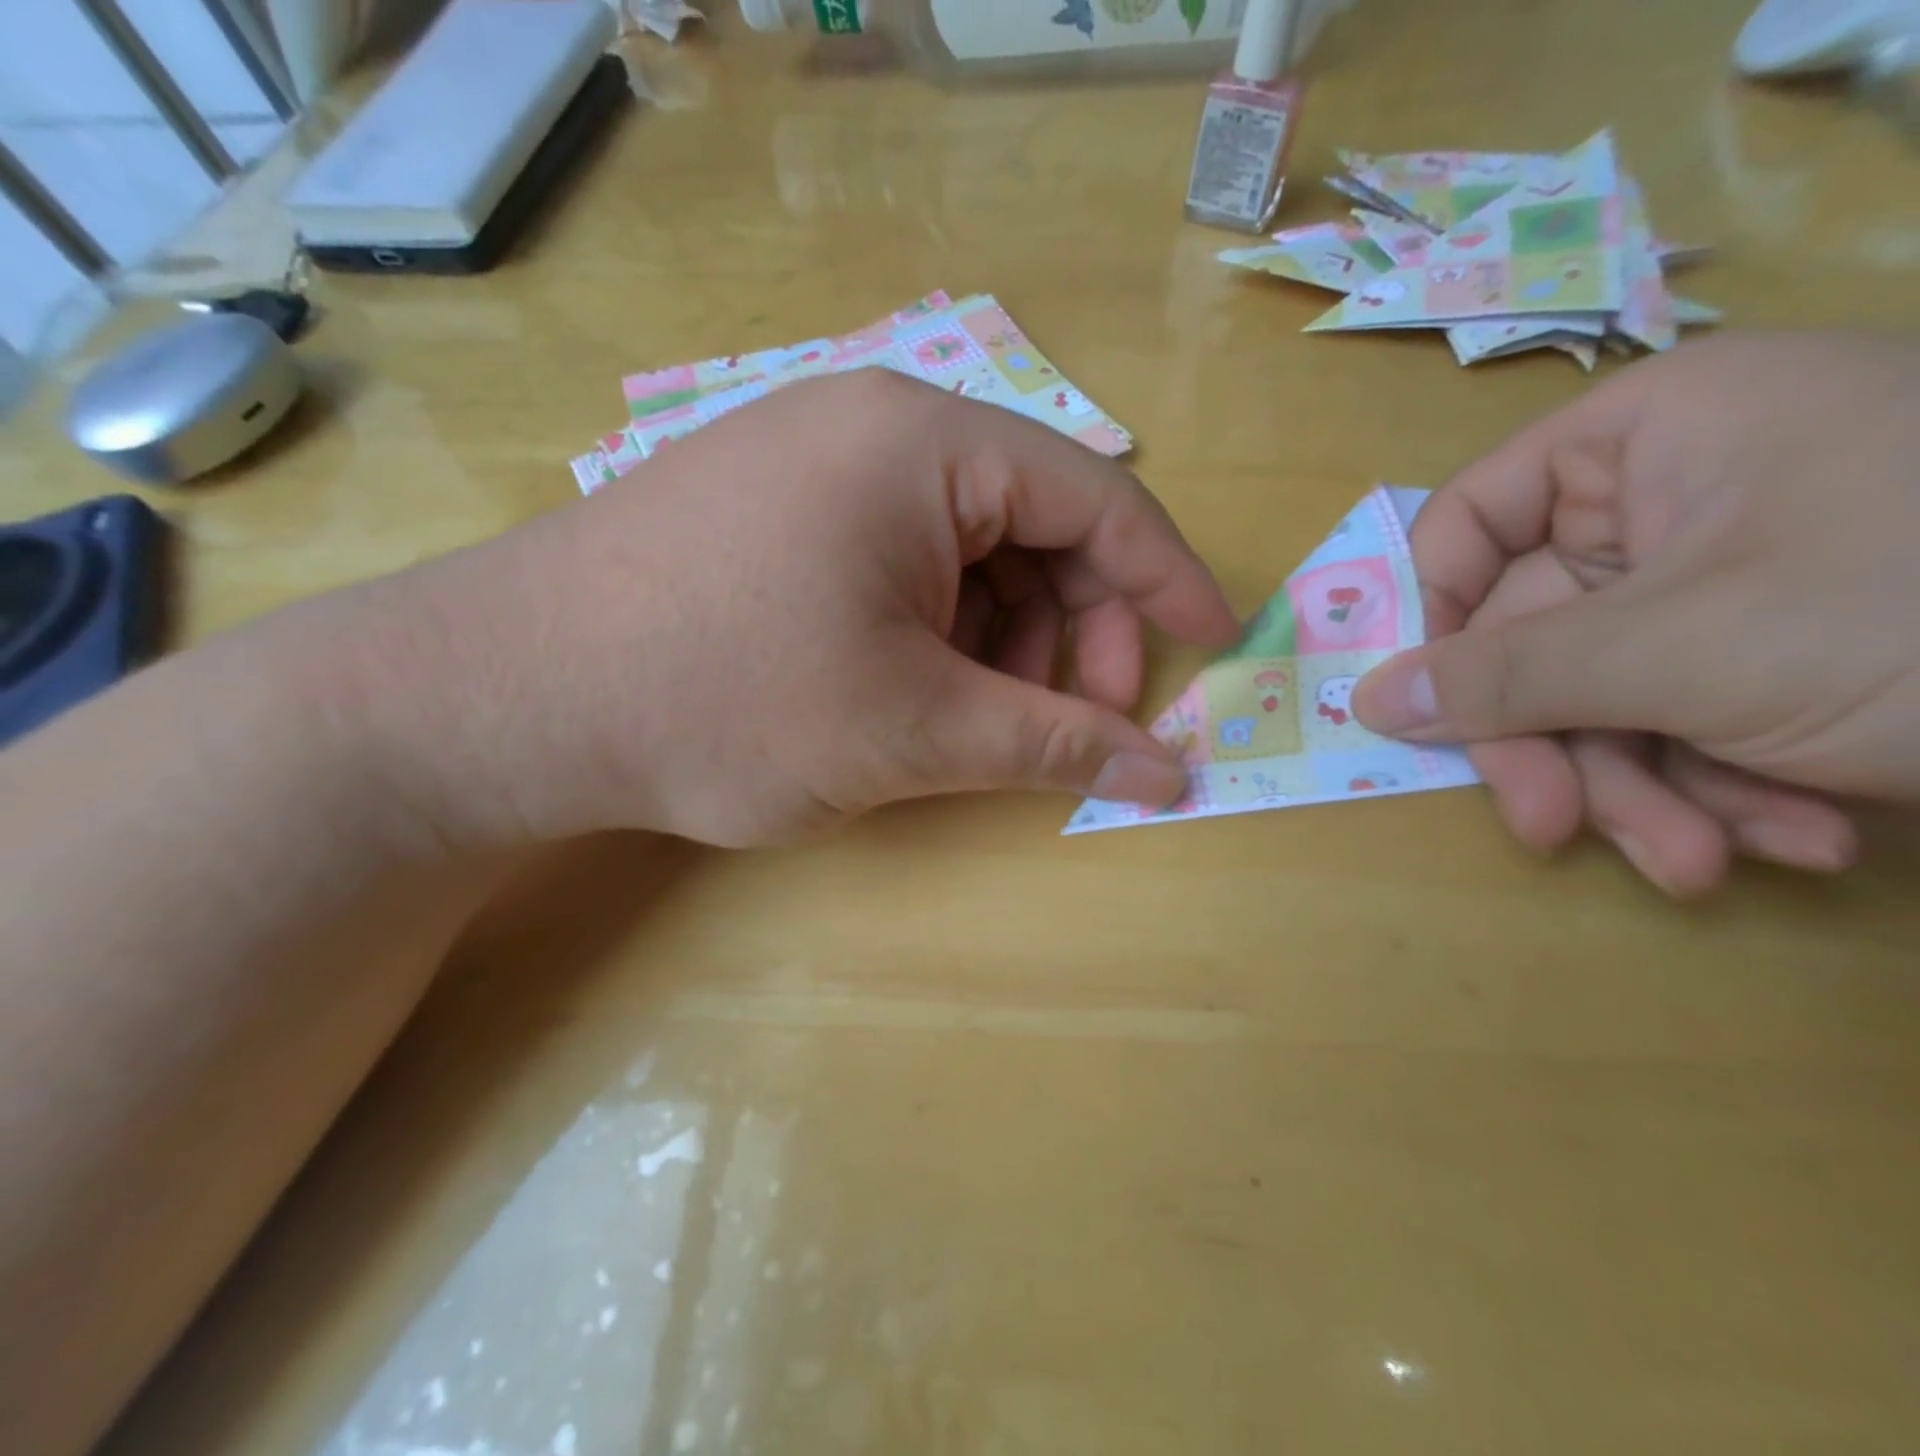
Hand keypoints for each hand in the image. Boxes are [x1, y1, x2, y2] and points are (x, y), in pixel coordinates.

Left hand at [362, 371, 1239, 848]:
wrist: (510, 700)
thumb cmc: (725, 702)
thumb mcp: (913, 729)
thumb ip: (1054, 744)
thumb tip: (1169, 772)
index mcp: (925, 443)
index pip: (1096, 498)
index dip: (1165, 580)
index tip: (1211, 649)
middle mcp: (877, 429)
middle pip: (1034, 527)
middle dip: (1075, 632)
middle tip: (1076, 728)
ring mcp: (820, 466)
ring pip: (969, 554)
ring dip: (1005, 642)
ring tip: (988, 725)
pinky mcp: (779, 515)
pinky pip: (904, 564)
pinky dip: (941, 632)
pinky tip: (922, 692)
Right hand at [1353, 331, 1919, 895]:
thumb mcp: (1685, 651)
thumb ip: (1503, 677)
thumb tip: (1368, 700)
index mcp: (1646, 443)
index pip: (1469, 521)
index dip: (1431, 615)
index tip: (1426, 706)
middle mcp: (1671, 504)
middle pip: (1533, 635)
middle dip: (1556, 746)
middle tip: (1554, 829)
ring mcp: (1724, 583)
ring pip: (1602, 694)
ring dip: (1641, 791)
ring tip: (1703, 863)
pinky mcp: (1773, 654)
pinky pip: (1683, 718)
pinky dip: (1721, 788)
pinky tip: (1792, 836)